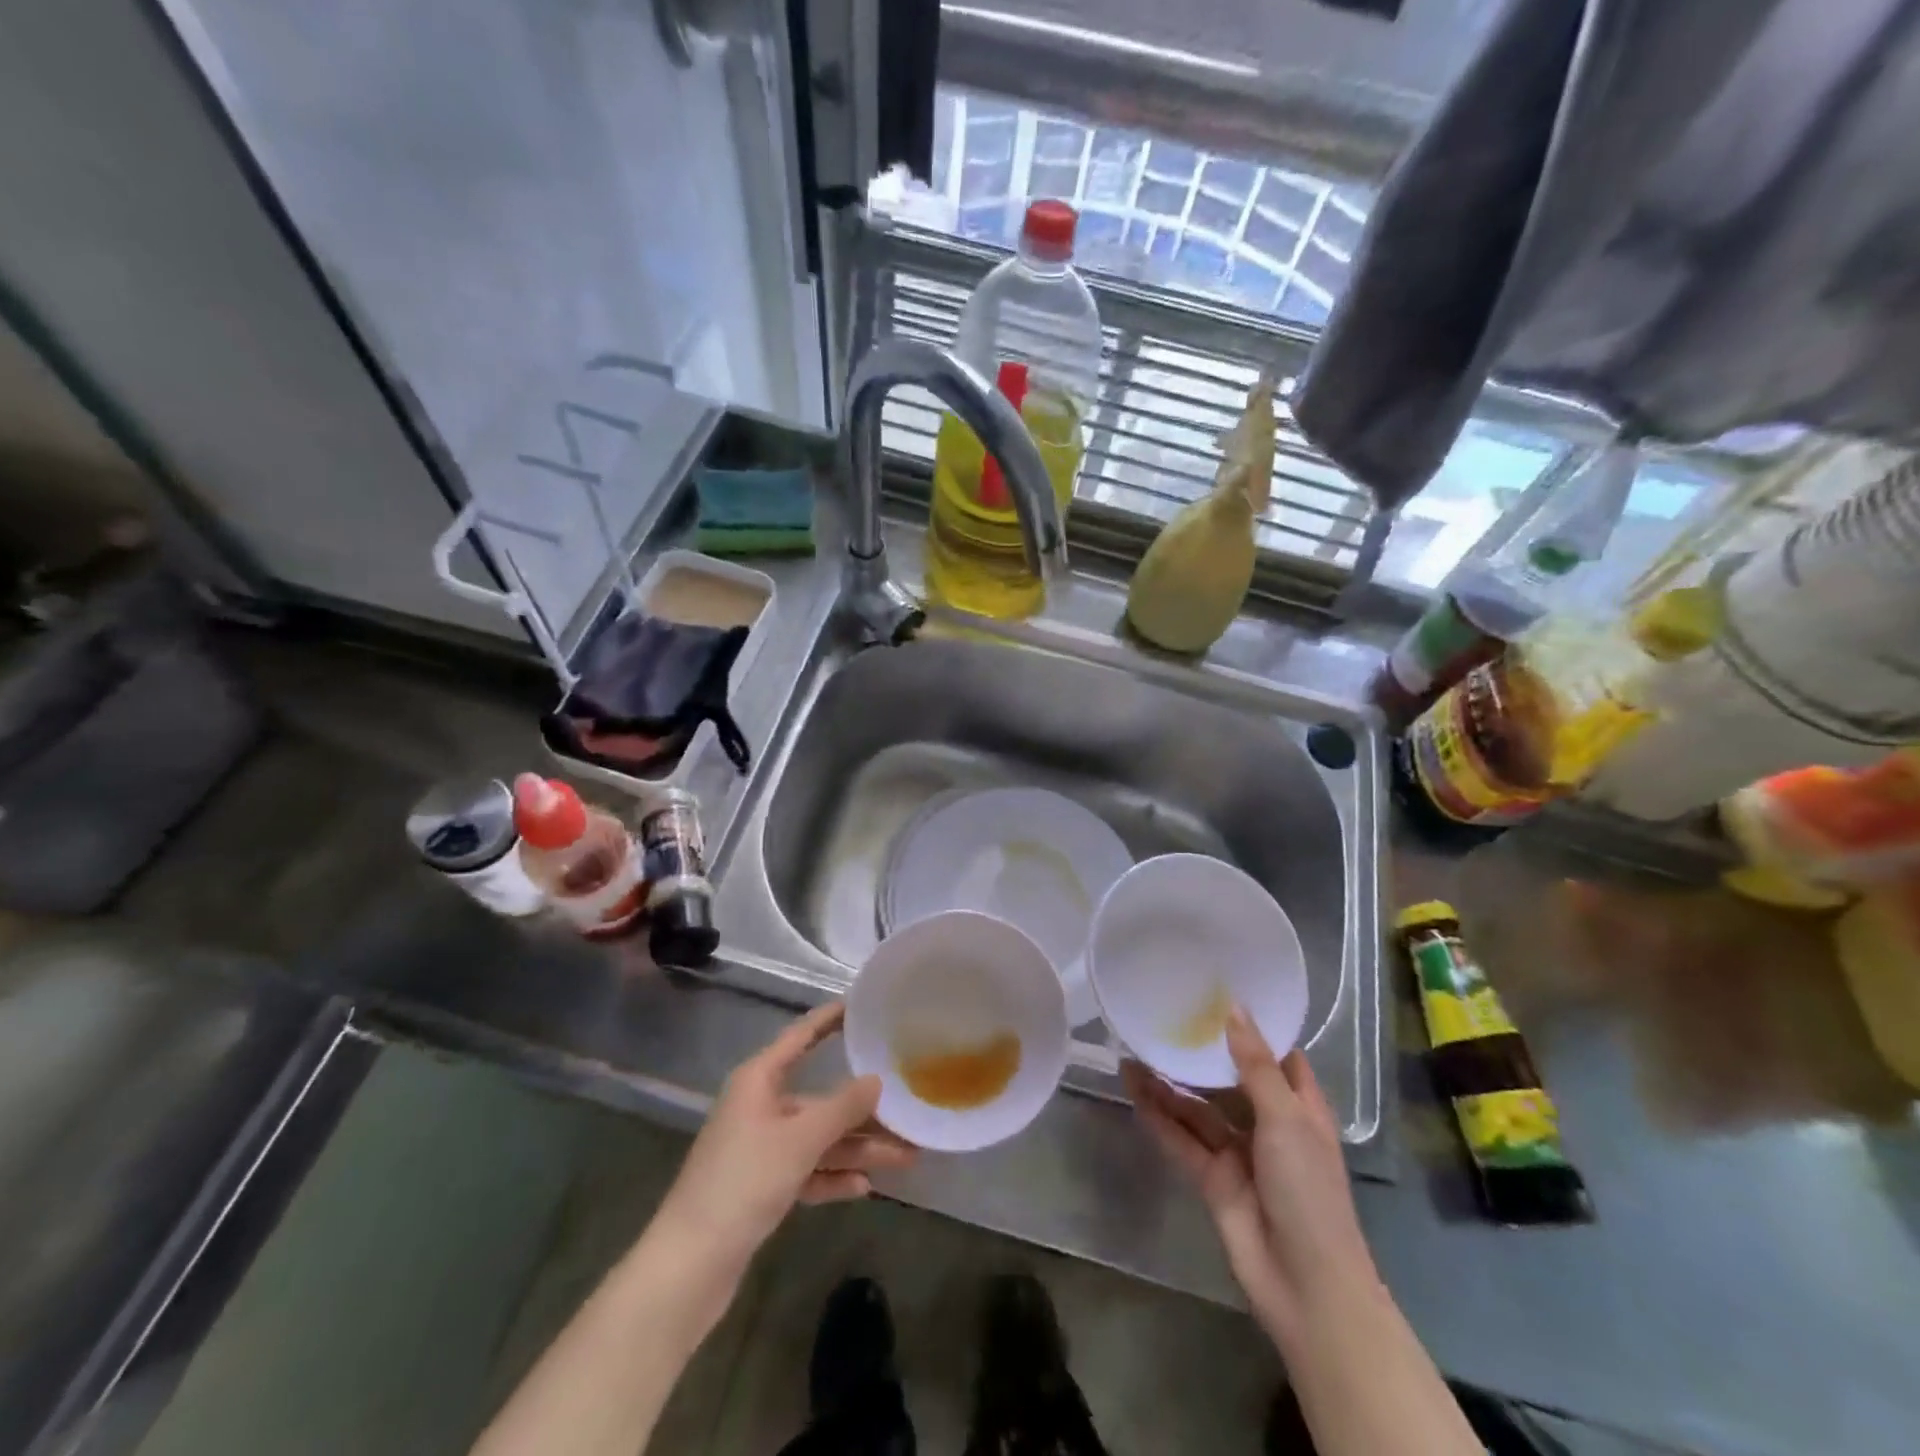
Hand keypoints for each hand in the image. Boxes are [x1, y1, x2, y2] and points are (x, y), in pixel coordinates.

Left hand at [656, 1003, 917, 1270]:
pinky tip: (864, 1187)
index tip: (862, 1007)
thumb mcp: (800, 1140)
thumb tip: (877, 1079)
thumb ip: (842, 1108)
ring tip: (906, 1157)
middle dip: (863, 1109)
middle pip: (819, 1098)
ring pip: (818, 1139)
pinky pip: (806, 1170)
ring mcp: (759, 1148)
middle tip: (908, 1108)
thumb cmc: (743, 1182)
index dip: (829, 1020)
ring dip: (857, 1148)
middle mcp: (759, 1107)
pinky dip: (832, 1177)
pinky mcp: (761, 1187)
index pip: (800, 1036)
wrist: (689, 1265)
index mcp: (758, 1080)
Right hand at [1125, 1008, 1377, 1349]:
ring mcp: (1238, 1153)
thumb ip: (1255, 1066)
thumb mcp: (1286, 1119)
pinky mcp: (1212, 1178)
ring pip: (1198, 1108)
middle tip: (1162, 1017)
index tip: (1218, 993)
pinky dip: (1158, 1117)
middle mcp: (1267, 1124)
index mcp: (1299, 1107)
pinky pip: (1181, 1139)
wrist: (1305, 1286)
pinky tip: (1133, 1091)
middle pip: (1228, 1079)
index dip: (1252, 1027)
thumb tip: (1234, 1009)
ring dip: (1169, 1084)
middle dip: (1199, 1054)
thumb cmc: (1309, 1191)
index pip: (1277, 1056)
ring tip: (1132, 1051)